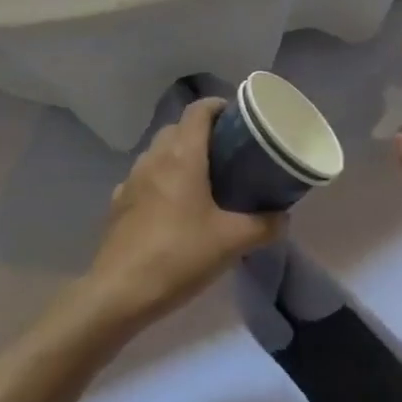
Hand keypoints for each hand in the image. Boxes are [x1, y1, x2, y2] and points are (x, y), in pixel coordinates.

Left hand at [88, 98, 283, 325]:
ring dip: (178, 155)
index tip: (239, 119)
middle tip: (227, 152)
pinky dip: (160, 180)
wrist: (117, 295)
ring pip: (158, 152)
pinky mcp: (118, 205)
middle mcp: (154, 158)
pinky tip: (172, 207)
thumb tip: (284, 217)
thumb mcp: (232, 242)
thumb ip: (264, 225)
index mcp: (182, 155)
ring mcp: (131, 180)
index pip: (199, 109)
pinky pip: (144, 178)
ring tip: (202, 179)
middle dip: (202, 132)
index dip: (219, 106)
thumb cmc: (178, 255)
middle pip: (178, 128)